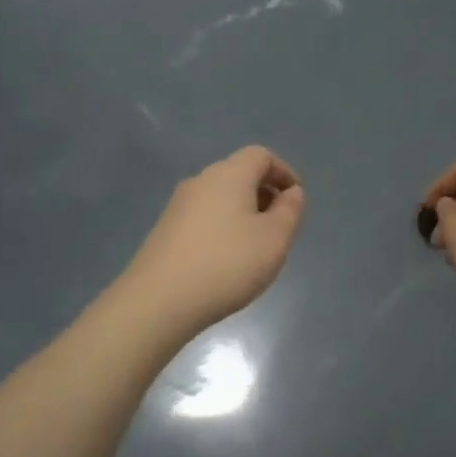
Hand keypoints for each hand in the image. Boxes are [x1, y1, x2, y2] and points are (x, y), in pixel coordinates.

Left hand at [120, 147, 305, 338]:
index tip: (296, 198)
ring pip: (220, 197)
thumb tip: (292, 192)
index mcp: (229, 175)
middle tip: (280, 225)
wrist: (159, 300)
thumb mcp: (274, 239)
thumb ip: (290, 211)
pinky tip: (226, 260)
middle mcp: (200, 181)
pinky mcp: (165, 230)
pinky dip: (222, 227)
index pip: (260, 156)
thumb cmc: (227, 264)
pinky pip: (203, 217)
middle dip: (264, 193)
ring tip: (256, 246)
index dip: (283, 172)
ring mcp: (178, 205)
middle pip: (238, 174)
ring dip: (243, 212)